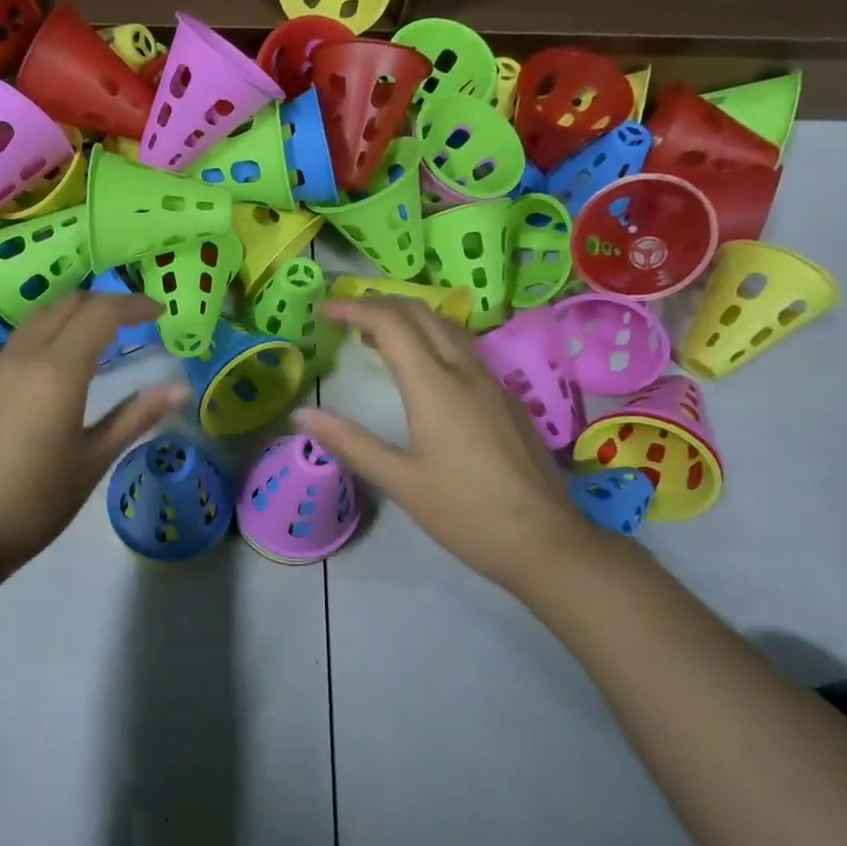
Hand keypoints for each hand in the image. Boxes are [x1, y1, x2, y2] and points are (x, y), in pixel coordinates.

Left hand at [0, 293, 190, 572]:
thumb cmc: (39, 500)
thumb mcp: (95, 459)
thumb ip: (136, 416)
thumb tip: (181, 388)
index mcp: (58, 370)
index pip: (100, 313)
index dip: (133, 305)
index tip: (159, 312)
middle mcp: (24, 356)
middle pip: (67, 305)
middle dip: (104, 303)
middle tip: (134, 322)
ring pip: (38, 319)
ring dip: (73, 316)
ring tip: (101, 339)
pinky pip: (19, 343)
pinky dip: (49, 336)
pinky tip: (59, 369)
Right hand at [293, 298, 593, 593]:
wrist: (546, 541)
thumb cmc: (466, 513)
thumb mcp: (400, 481)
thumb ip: (349, 443)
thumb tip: (301, 416)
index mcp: (436, 387)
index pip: (391, 324)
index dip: (354, 308)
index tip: (322, 308)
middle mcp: (466, 373)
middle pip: (421, 314)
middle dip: (379, 304)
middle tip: (344, 316)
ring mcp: (492, 383)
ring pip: (447, 328)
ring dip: (407, 319)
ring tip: (374, 335)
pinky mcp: (506, 400)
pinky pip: (463, 349)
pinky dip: (430, 339)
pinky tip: (419, 367)